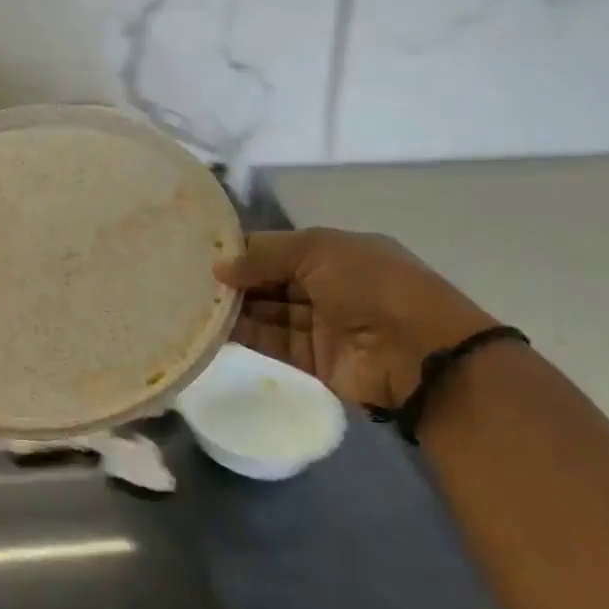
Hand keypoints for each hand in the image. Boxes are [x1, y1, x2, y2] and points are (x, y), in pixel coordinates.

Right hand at [215, 229, 498, 409]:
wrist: (418, 353)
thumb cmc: (371, 283)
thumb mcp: (318, 250)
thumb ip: (265, 255)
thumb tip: (220, 268)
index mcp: (336, 253)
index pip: (281, 248)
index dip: (247, 249)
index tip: (206, 251)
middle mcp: (328, 286)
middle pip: (272, 279)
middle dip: (237, 278)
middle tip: (190, 276)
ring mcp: (322, 325)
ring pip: (269, 311)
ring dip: (236, 307)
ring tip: (193, 300)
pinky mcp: (314, 360)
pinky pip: (272, 342)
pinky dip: (245, 335)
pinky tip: (212, 327)